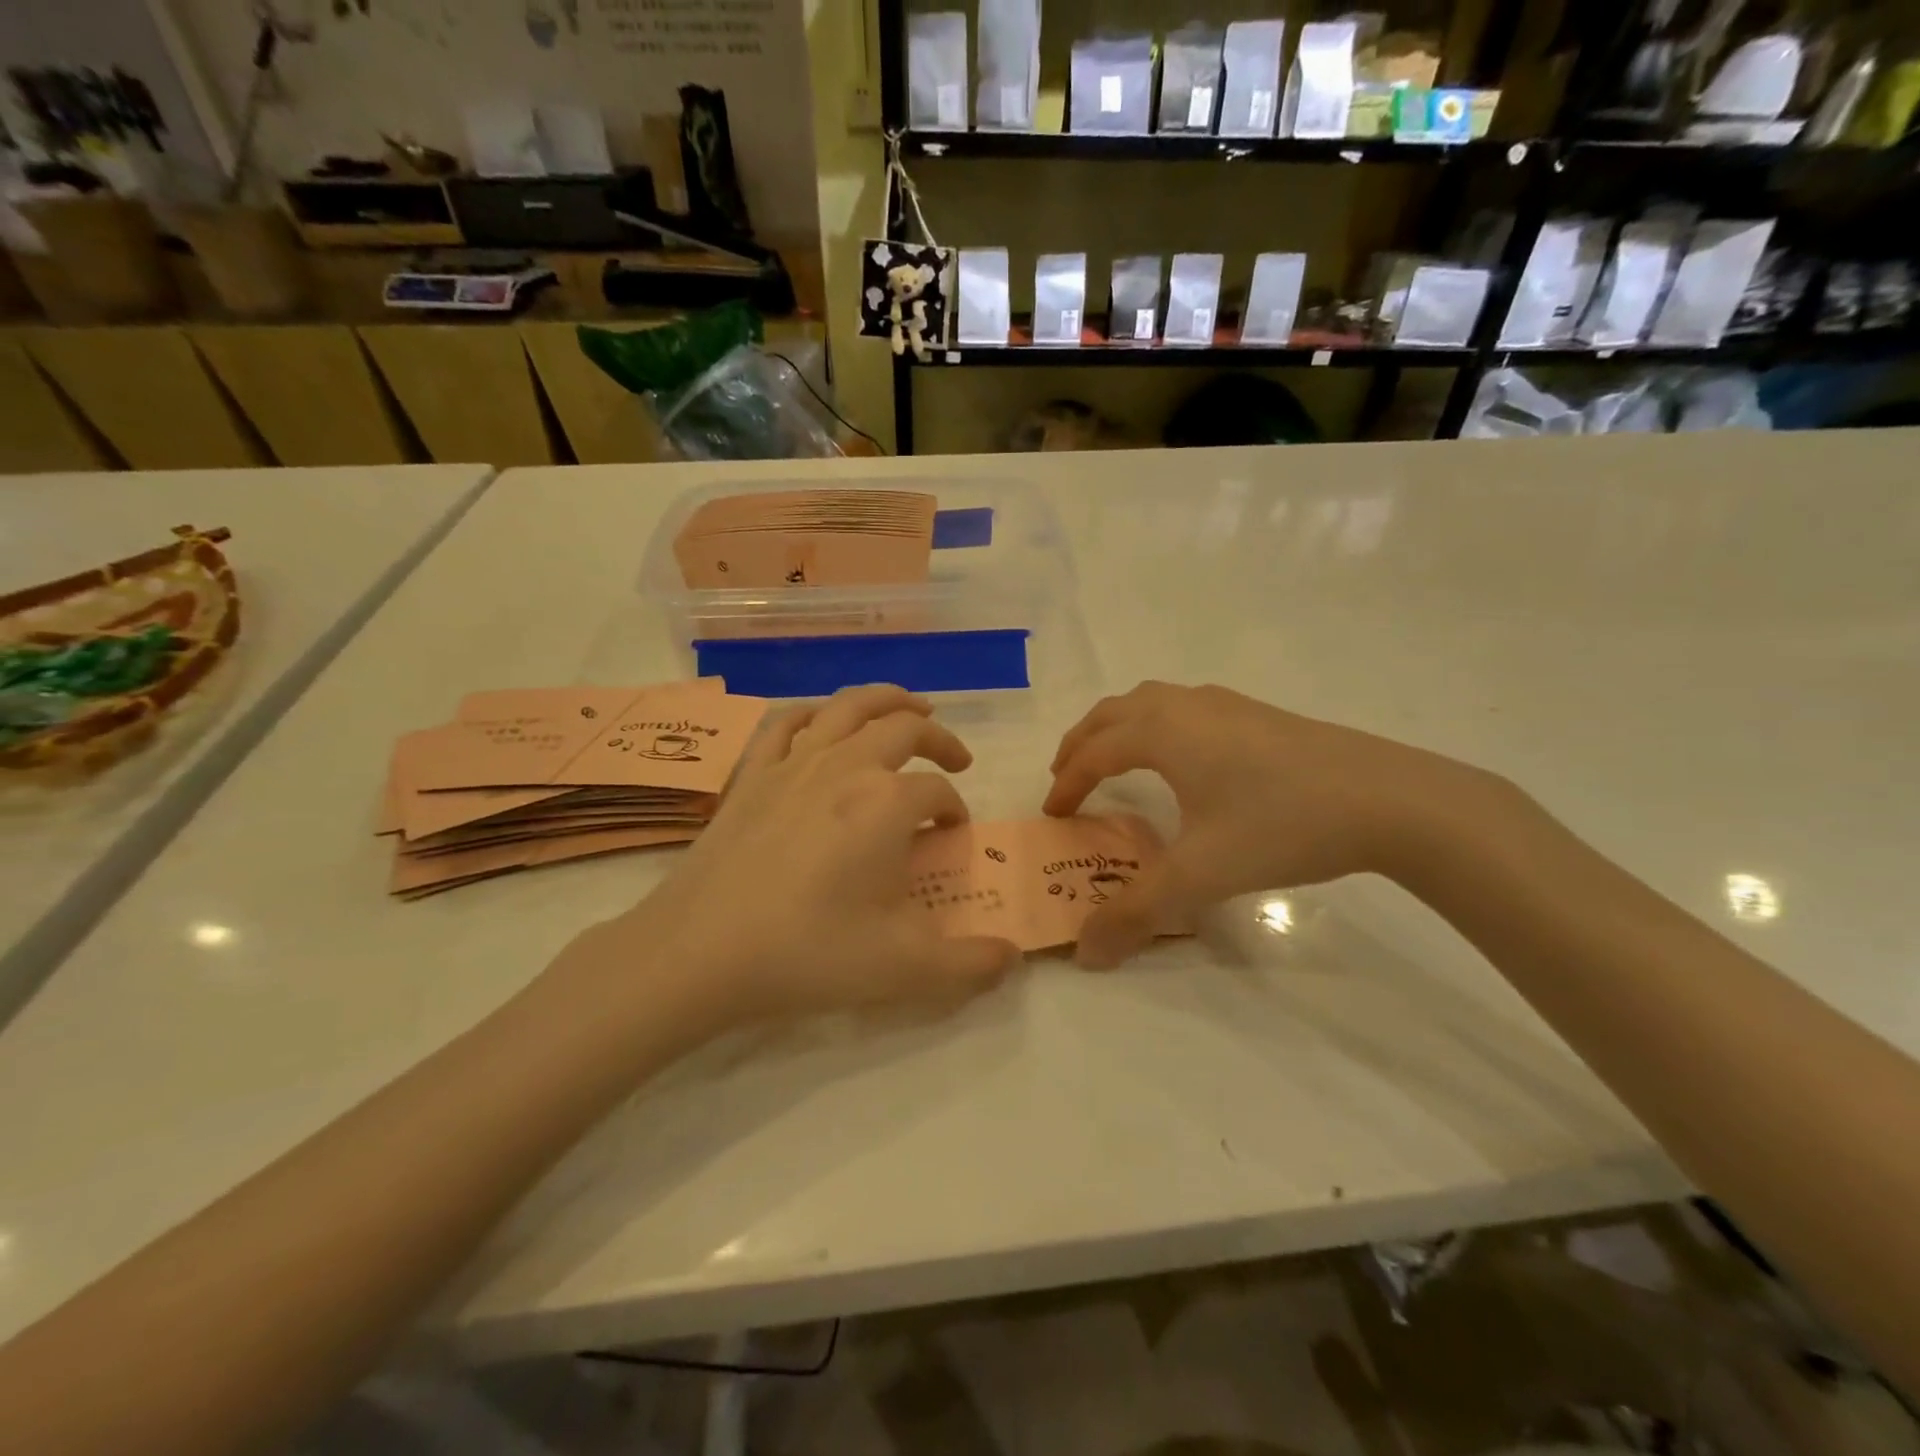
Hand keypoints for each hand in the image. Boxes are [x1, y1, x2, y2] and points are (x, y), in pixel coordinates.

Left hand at [583, 685, 1019, 1037]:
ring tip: (909, 706)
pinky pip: (787, 723)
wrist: (700, 951)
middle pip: (903, 728)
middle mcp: (846, 767)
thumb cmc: (808, 952)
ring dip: (887, 699)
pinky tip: (823, 722)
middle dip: (938, 738)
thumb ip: (969, 964)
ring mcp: (793, 764)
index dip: (954, 807)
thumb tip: (1011, 958)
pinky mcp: (751, 774)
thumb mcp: (903, 968)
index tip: (953, 832)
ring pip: (849, 706)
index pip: (937, 790)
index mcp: (887, 803)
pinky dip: (815, 713)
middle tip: (955, 756)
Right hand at [1044, 682, 1503, 968]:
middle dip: (1082, 743)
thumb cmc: (1281, 825)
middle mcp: (1186, 707)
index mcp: (1162, 733)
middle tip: (1067, 777)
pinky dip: (1157, 725)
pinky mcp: (1259, 714)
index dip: (1067, 783)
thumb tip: (1085, 954)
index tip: (1053, 814)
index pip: (1094, 753)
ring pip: (1151, 702)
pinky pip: (1185, 708)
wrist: (1389, 799)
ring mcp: (1226, 705)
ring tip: (1114, 760)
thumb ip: (1136, 913)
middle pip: (1113, 713)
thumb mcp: (1201, 876)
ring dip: (1119, 727)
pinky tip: (1183, 758)